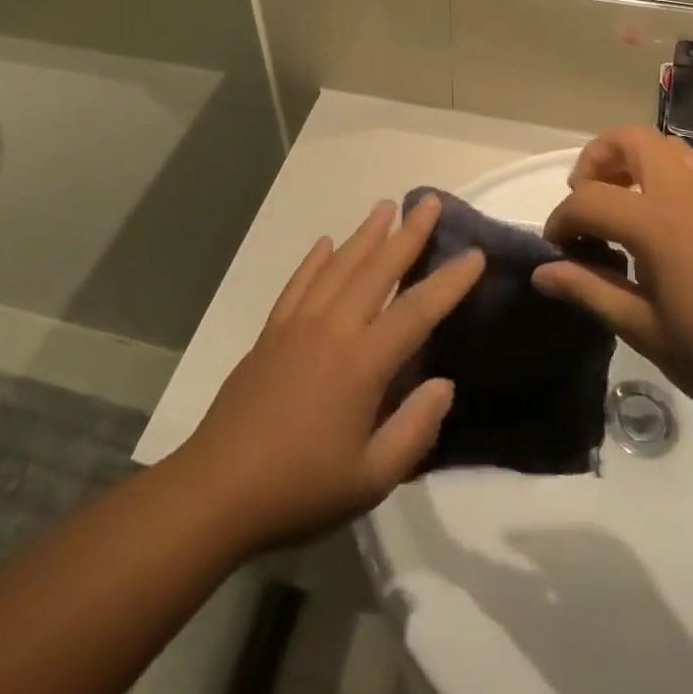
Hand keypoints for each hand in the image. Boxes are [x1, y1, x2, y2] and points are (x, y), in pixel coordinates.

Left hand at [171, 198, 482, 552]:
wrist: (216, 491)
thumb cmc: (300, 489)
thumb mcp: (371, 479)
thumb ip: (414, 429)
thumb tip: (444, 384)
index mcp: (362, 363)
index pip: (417, 311)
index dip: (449, 282)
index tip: (475, 254)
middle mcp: (332, 329)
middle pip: (377, 270)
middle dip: (408, 234)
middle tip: (429, 202)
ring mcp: (297, 325)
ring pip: (338, 266)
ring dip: (365, 234)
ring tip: (386, 207)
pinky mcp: (271, 332)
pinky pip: (298, 283)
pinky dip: (315, 259)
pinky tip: (324, 243)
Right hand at [532, 126, 692, 423]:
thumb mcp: (643, 330)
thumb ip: (589, 290)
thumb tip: (542, 272)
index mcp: (657, 222)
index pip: (588, 199)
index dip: (561, 220)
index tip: (555, 250)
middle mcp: (684, 191)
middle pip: (628, 139)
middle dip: (596, 160)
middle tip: (586, 203)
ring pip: (663, 145)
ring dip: (631, 161)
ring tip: (621, 208)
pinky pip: (689, 167)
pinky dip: (661, 175)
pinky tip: (662, 228)